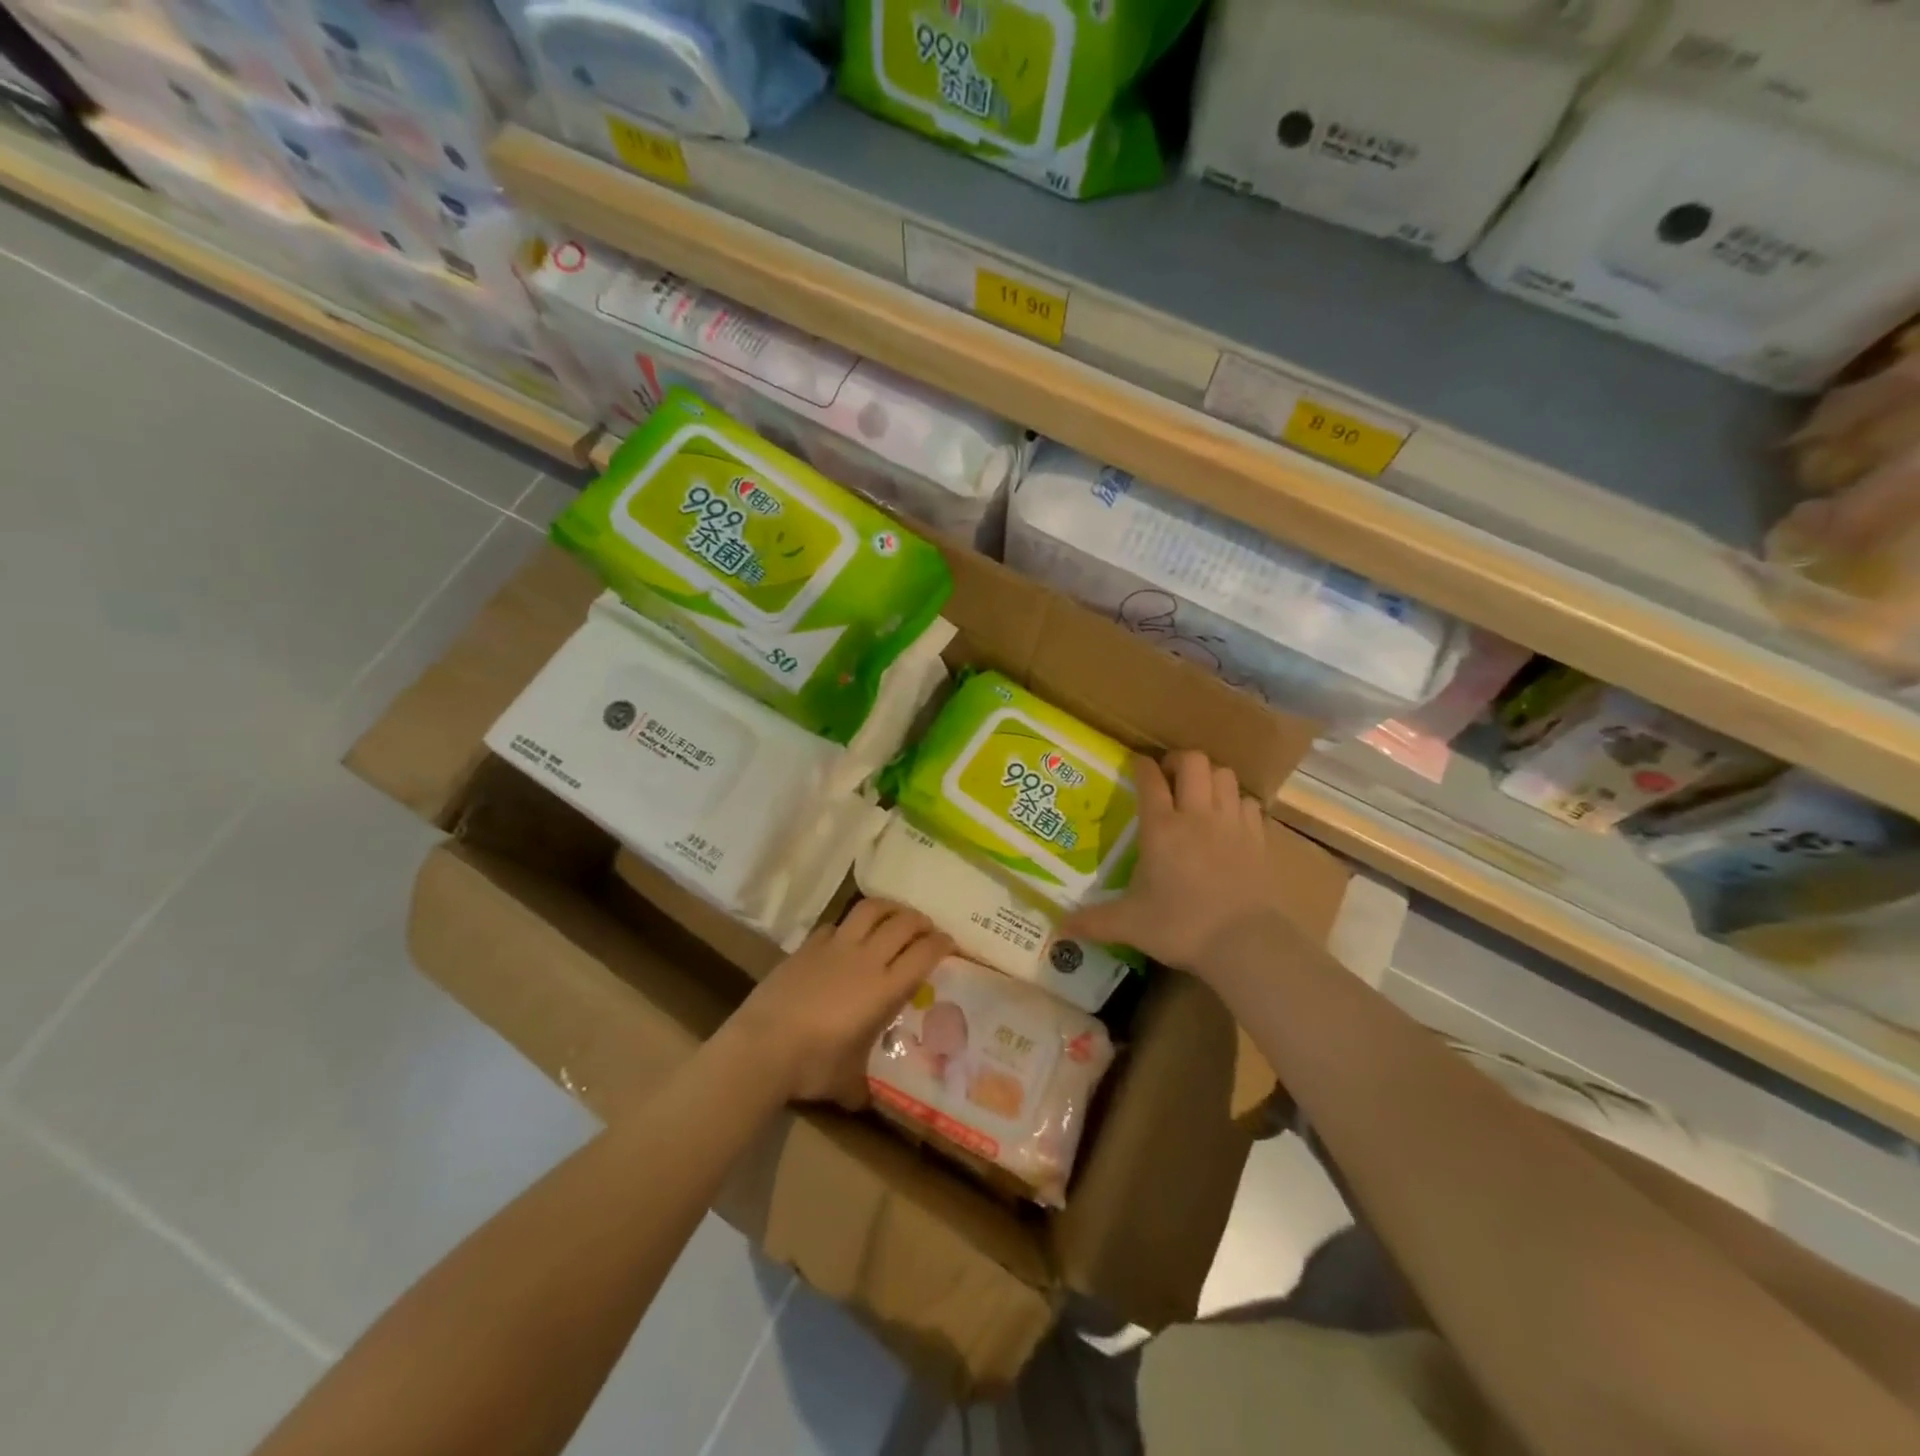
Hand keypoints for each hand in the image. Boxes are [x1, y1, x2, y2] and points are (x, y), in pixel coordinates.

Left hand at [728, 899, 952, 1105]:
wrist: (762, 1045)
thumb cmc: (813, 1065)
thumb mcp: (846, 1082)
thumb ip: (861, 1085)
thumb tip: (864, 1101)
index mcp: (885, 989)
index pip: (924, 954)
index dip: (942, 944)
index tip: (950, 943)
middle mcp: (866, 959)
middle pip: (903, 923)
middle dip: (921, 921)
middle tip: (926, 929)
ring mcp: (835, 947)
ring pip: (870, 910)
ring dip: (889, 908)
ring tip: (895, 915)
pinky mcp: (808, 945)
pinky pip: (836, 924)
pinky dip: (849, 925)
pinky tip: (848, 937)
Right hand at [1060, 750, 1292, 978]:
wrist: (1244, 945)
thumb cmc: (1180, 927)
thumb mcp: (1130, 925)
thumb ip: (1093, 921)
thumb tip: (1059, 929)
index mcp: (1161, 828)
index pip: (1150, 779)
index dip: (1141, 765)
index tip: (1137, 764)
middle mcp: (1197, 815)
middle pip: (1193, 761)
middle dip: (1179, 761)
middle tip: (1169, 778)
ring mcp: (1232, 823)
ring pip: (1225, 775)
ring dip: (1210, 778)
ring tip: (1199, 794)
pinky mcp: (1258, 838)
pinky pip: (1250, 802)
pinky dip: (1237, 803)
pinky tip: (1229, 819)